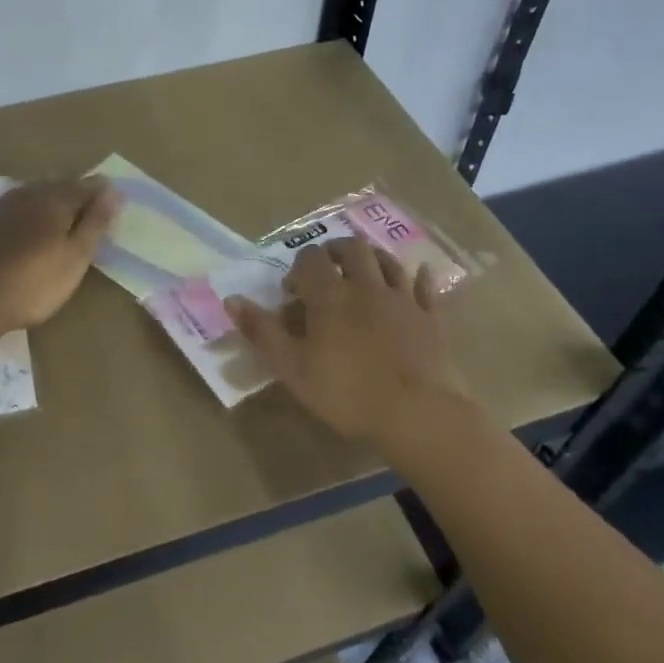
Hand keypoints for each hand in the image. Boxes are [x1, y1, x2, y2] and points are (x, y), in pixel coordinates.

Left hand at [0, 178, 119, 335]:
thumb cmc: (34, 283)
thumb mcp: (75, 258)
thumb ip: (94, 223)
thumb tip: (113, 191)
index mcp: (55, 200)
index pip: (86, 186)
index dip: (102, 193)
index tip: (116, 202)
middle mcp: (28, 194)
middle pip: (59, 185)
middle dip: (77, 192)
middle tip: (92, 208)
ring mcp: (2, 207)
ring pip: (35, 193)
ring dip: (52, 199)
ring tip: (64, 215)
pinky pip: (16, 207)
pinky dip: (30, 211)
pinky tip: (30, 225)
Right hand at [225, 238, 469, 452]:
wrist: (417, 413)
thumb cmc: (347, 393)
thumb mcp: (292, 368)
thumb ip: (262, 331)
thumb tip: (231, 300)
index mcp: (330, 296)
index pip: (311, 259)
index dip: (299, 267)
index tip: (292, 290)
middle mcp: (367, 286)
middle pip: (352, 249)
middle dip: (335, 251)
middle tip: (326, 268)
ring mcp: (403, 298)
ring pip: (388, 260)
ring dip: (372, 257)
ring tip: (362, 268)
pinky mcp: (431, 316)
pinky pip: (426, 286)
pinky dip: (418, 277)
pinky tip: (418, 275)